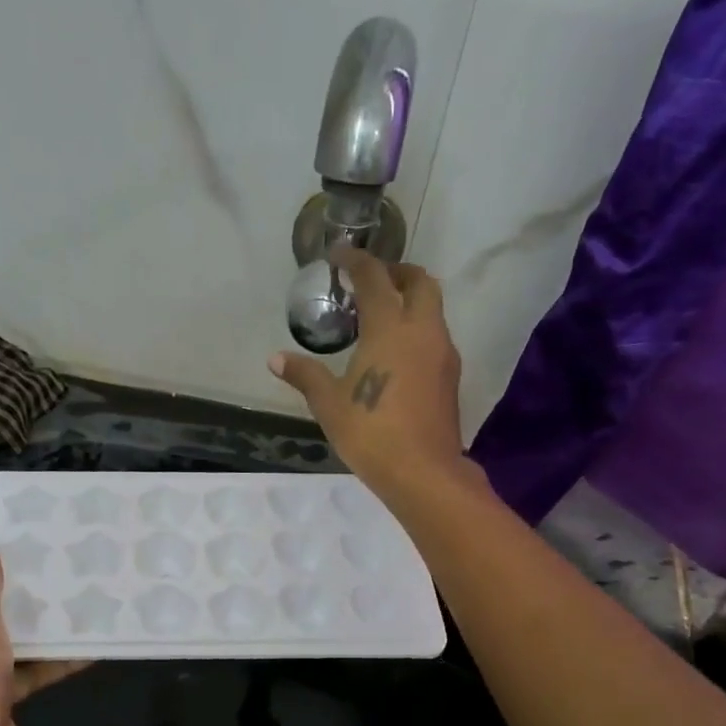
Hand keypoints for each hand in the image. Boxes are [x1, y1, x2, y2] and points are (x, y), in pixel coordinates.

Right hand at [269, 247, 469, 497]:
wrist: (422, 471)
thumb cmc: (370, 432)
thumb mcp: (328, 404)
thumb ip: (305, 375)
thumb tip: (276, 359)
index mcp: (389, 327)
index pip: (374, 278)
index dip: (356, 261)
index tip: (339, 254)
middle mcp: (422, 329)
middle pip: (419, 281)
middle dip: (396, 272)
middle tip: (371, 281)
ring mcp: (442, 352)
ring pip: (432, 308)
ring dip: (410, 300)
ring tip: (381, 318)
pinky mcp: (450, 375)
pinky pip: (434, 335)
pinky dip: (417, 328)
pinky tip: (397, 353)